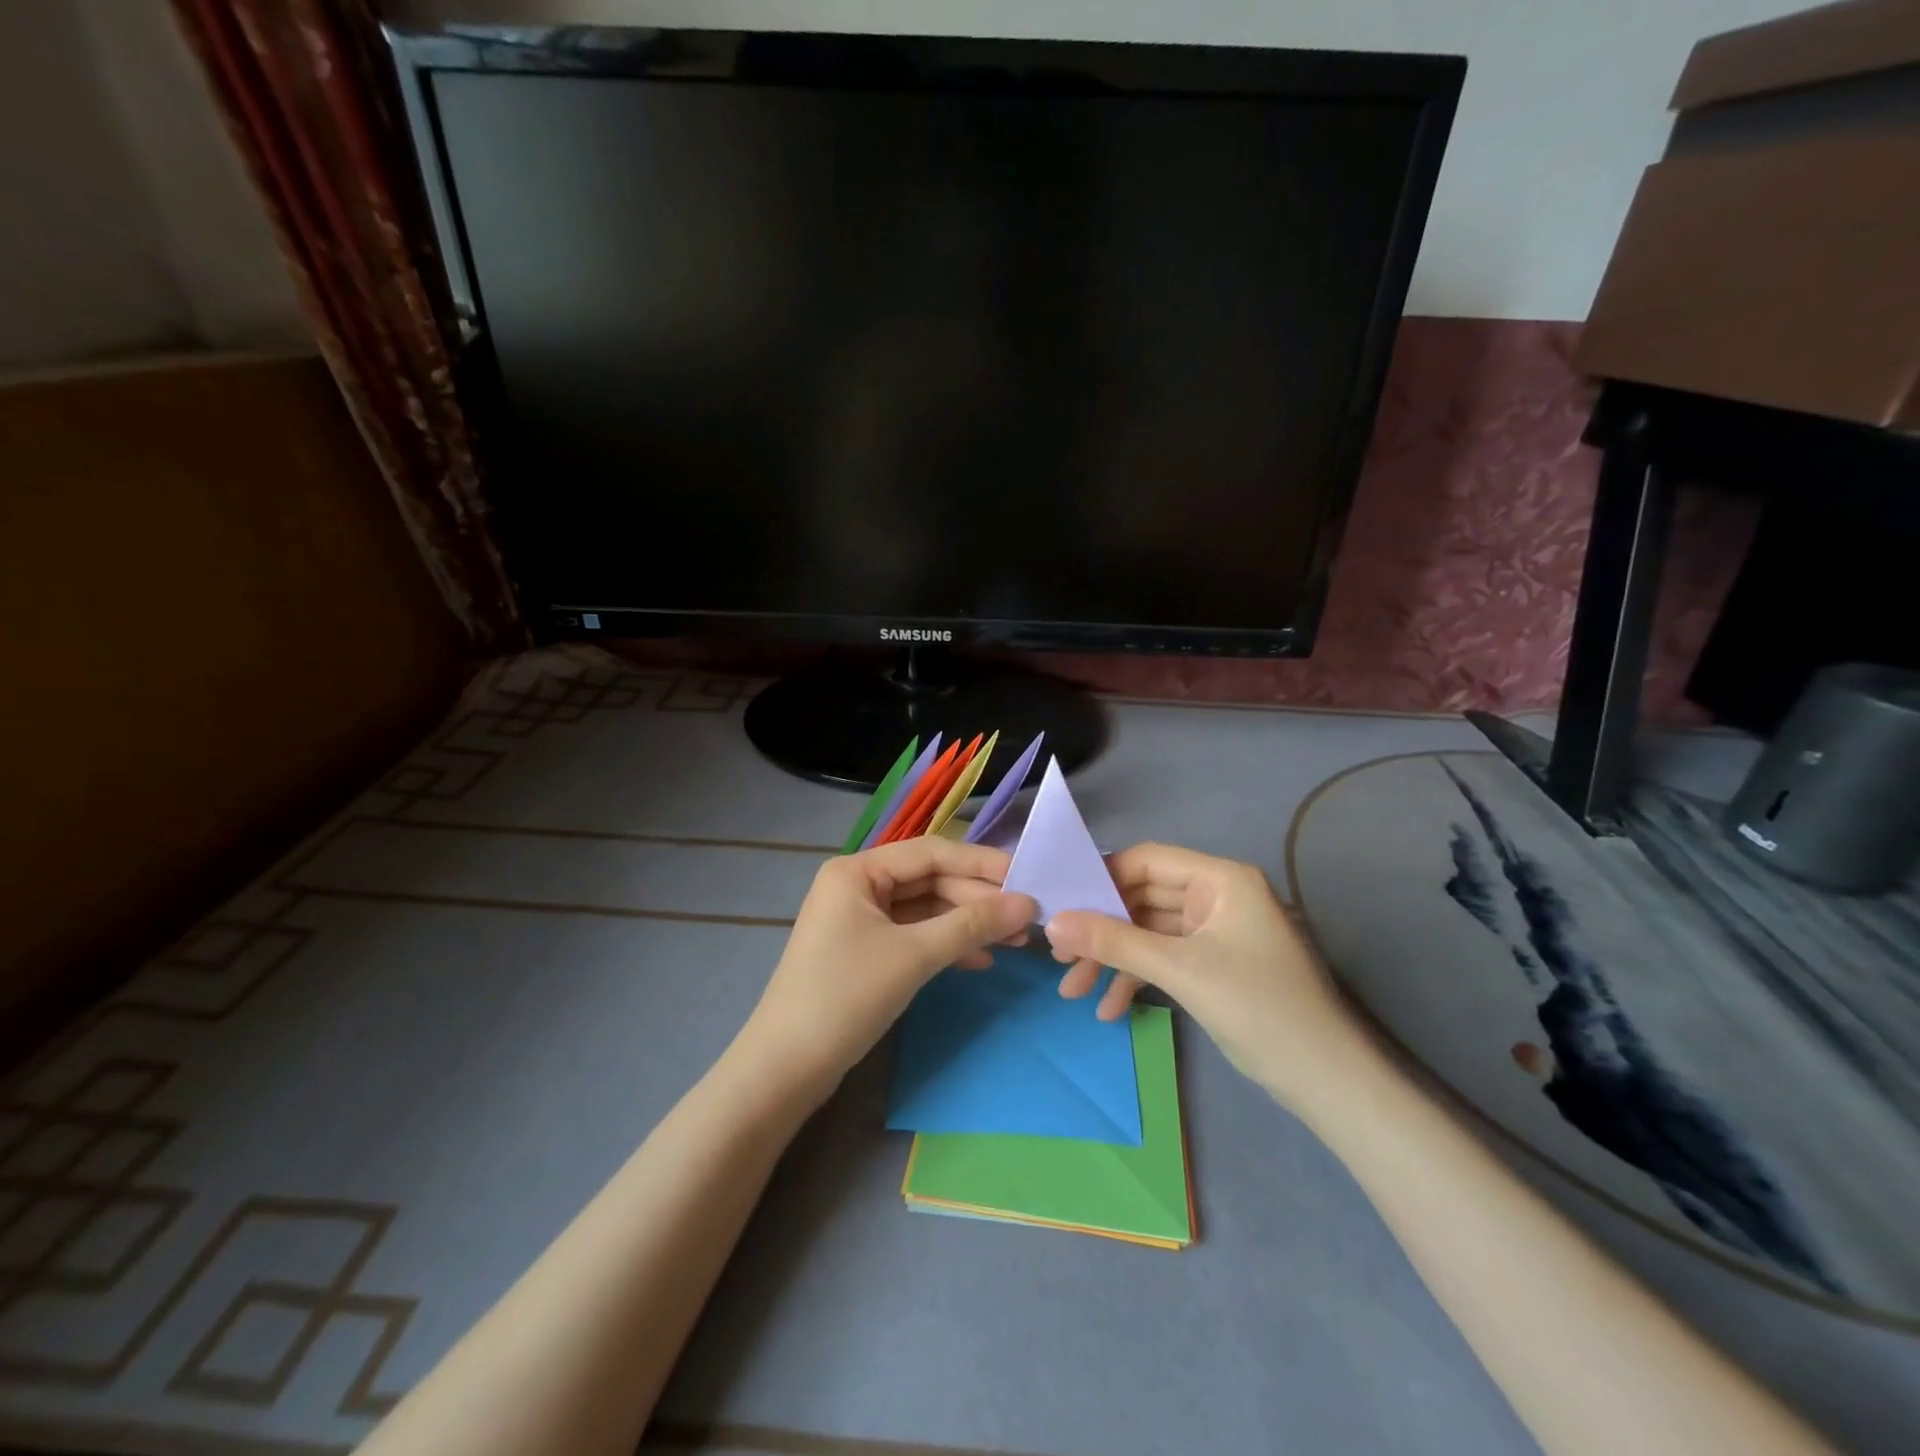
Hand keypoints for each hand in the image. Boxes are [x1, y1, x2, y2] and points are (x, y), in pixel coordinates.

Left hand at [738, 837, 1036, 1096]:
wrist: (785, 1069)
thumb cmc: (846, 996)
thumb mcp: (914, 955)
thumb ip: (972, 925)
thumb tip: (1027, 904)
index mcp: (858, 871)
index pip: (931, 853)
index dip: (981, 864)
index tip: (1027, 878)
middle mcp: (857, 886)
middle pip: (930, 881)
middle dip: (977, 900)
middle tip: (1027, 919)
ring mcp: (860, 920)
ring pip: (926, 911)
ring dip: (967, 924)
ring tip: (1014, 941)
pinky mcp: (865, 952)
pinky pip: (914, 936)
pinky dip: (946, 946)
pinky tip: (980, 960)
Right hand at [1045, 843, 1358, 1109]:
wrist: (1326, 1082)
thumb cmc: (1258, 1008)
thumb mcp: (1180, 971)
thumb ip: (1114, 942)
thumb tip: (1052, 924)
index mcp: (1221, 879)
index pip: (1147, 861)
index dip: (1101, 879)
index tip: (1060, 904)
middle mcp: (1217, 896)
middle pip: (1142, 899)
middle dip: (1101, 930)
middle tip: (1059, 956)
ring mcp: (1215, 932)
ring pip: (1148, 933)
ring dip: (1113, 960)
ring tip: (1074, 992)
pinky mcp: (1212, 965)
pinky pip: (1163, 959)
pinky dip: (1137, 979)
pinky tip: (1110, 1010)